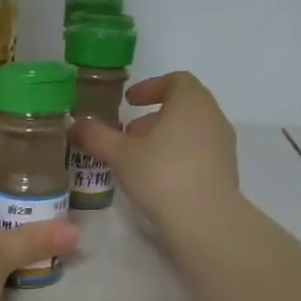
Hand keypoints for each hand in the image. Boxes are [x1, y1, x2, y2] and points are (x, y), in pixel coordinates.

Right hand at [71, 72, 238, 241]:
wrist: (205, 219)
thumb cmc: (162, 174)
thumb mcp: (120, 155)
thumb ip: (96, 136)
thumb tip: (74, 124)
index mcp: (191, 102)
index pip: (176, 80)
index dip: (151, 87)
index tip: (129, 101)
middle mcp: (212, 117)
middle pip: (183, 106)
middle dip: (153, 116)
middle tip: (128, 133)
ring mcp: (223, 145)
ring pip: (191, 130)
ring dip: (164, 137)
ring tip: (138, 157)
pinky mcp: (225, 170)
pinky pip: (198, 152)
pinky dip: (177, 154)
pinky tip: (157, 177)